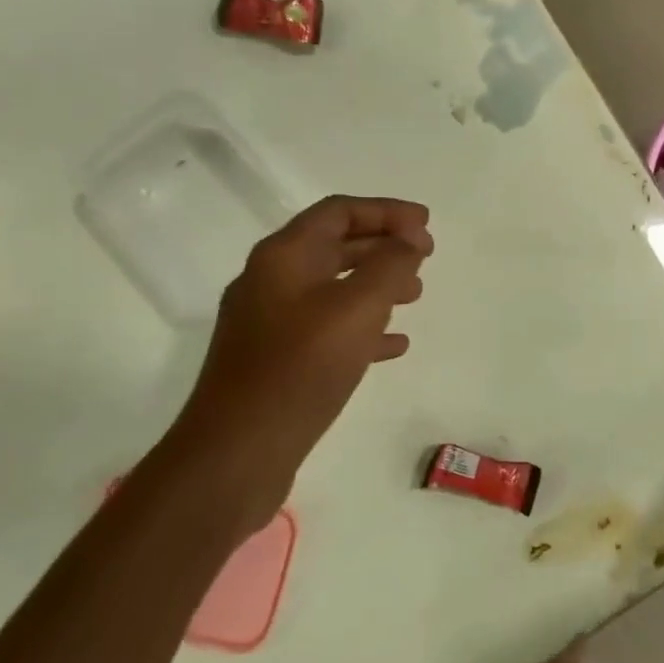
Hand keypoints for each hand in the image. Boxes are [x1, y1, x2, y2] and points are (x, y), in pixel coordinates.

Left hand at [177, 195, 432, 514]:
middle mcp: (271, 280)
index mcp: (283, 255)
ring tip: (415, 297)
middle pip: (335, 246)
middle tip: (424, 257)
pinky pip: (327, 329)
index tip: (426, 224)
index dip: (386, 211)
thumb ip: (390, 265)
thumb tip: (409, 240)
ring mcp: (270, 323)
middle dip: (383, 246)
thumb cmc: (300, 367)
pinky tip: (393, 345)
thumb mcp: (357, 307)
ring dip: (376, 285)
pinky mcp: (275, 361)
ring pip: (333, 288)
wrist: (237, 452)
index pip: (339, 211)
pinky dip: (362, 327)